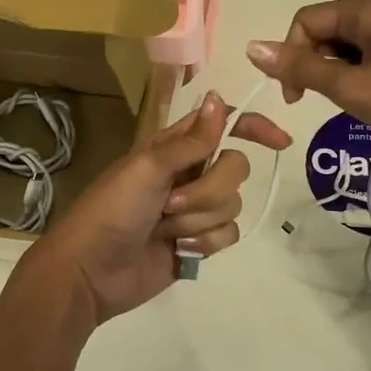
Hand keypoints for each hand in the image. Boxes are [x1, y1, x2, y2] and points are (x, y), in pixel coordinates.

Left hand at [30, 92, 291, 324]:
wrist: (91, 271)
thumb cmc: (112, 211)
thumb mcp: (148, 168)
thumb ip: (191, 140)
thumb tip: (219, 98)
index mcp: (174, 148)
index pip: (224, 126)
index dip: (254, 128)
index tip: (279, 141)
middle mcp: (190, 174)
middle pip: (236, 168)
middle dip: (208, 190)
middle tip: (170, 203)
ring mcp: (195, 210)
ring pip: (233, 205)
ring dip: (199, 219)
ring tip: (165, 230)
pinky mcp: (199, 242)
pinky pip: (228, 235)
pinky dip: (204, 243)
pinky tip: (178, 250)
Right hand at [247, 0, 370, 162]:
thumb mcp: (352, 88)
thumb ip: (302, 68)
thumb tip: (252, 48)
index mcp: (369, 8)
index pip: (306, 21)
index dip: (291, 57)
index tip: (296, 100)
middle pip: (328, 31)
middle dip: (317, 67)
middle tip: (328, 104)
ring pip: (350, 48)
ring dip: (339, 76)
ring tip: (357, 106)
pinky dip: (362, 79)